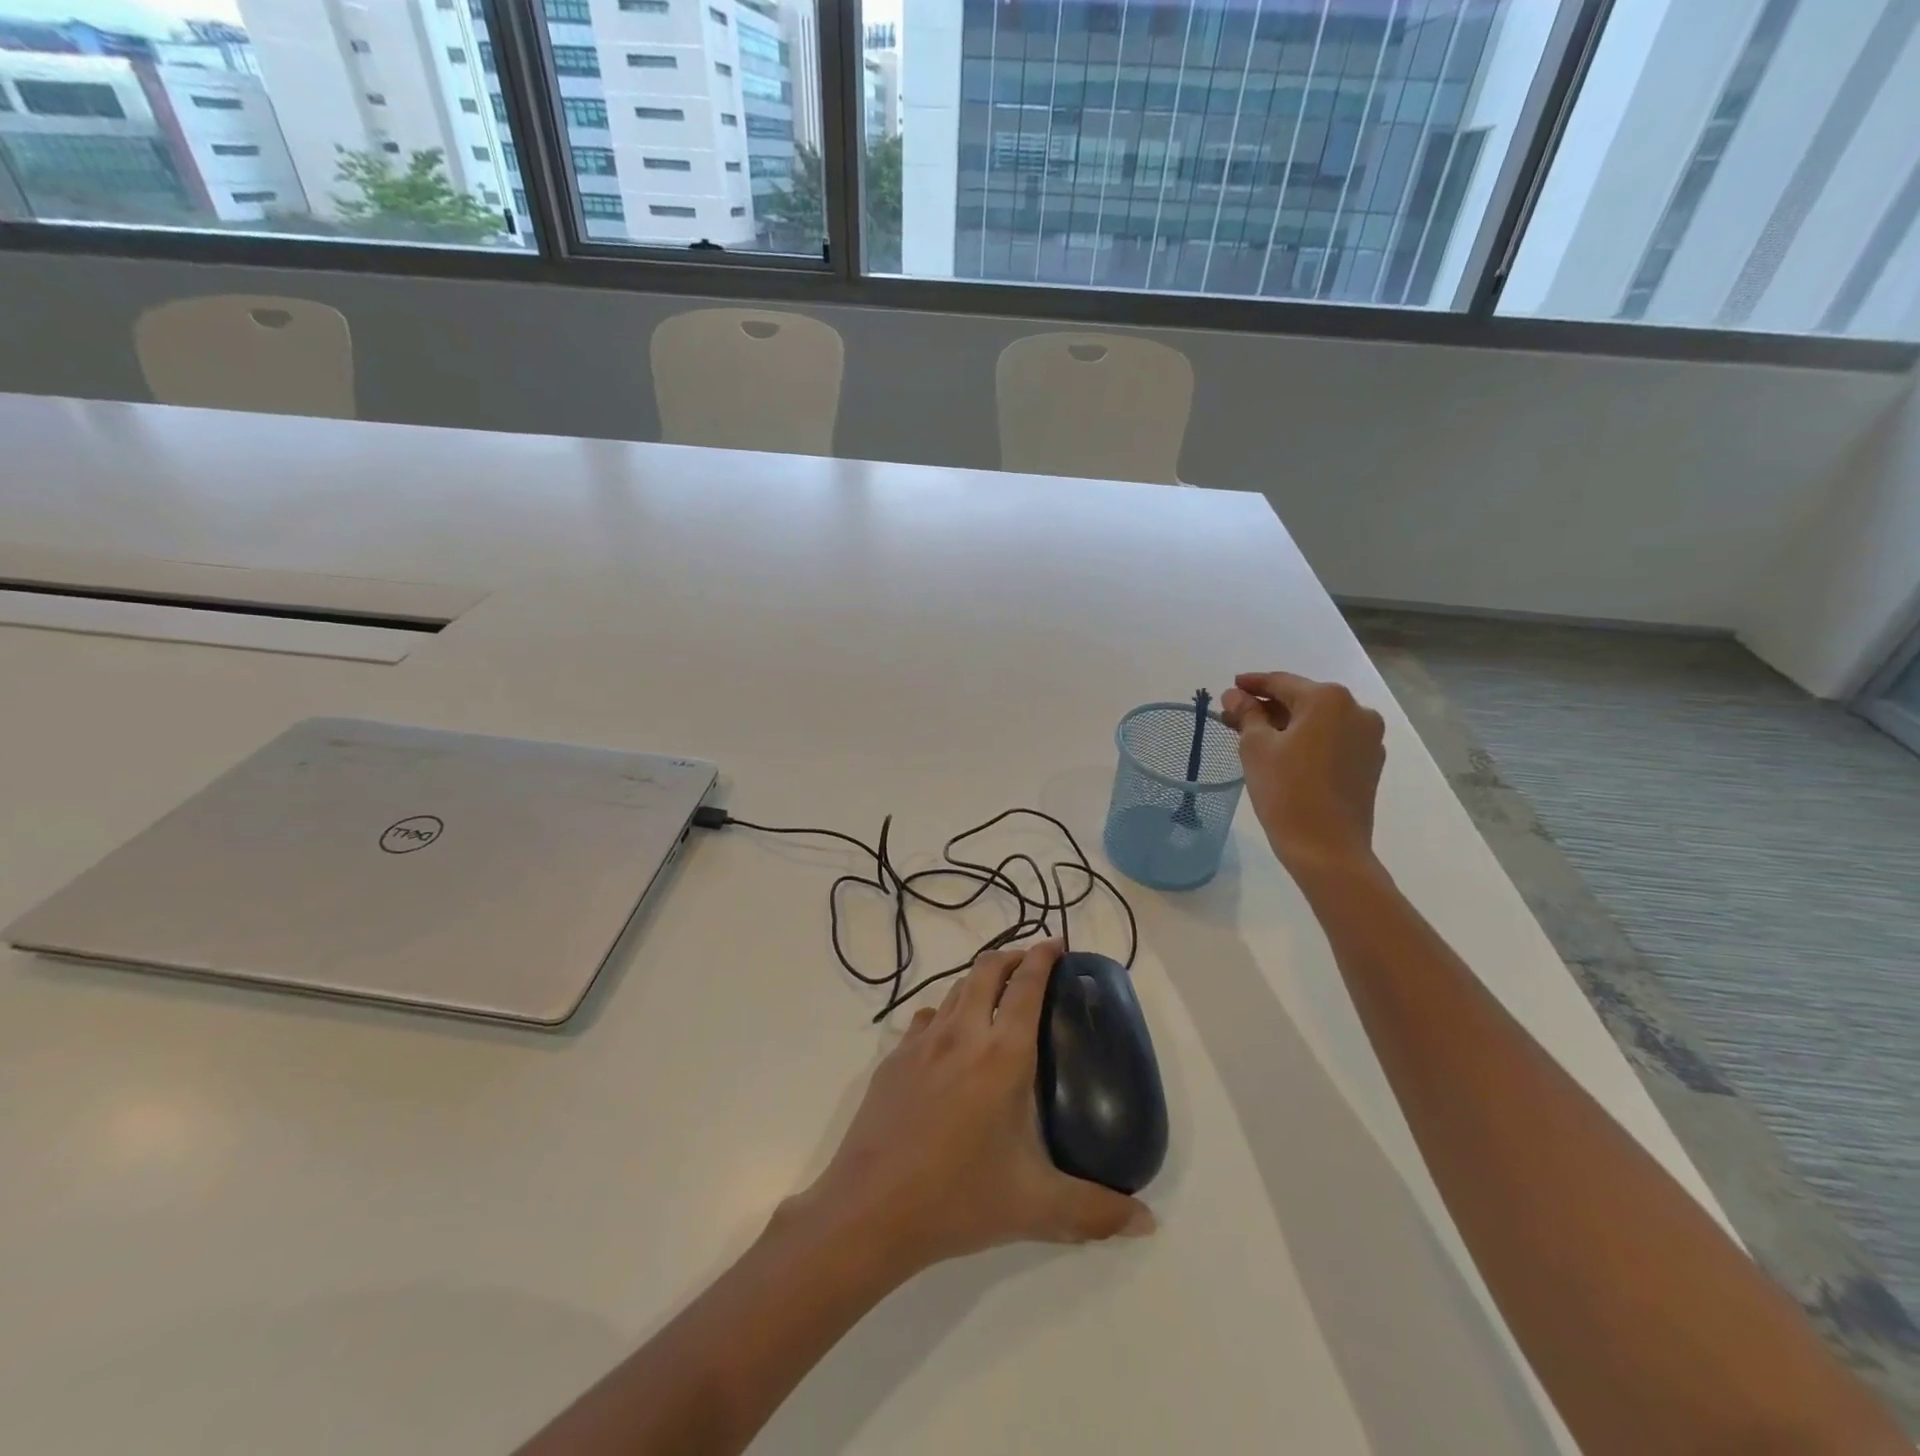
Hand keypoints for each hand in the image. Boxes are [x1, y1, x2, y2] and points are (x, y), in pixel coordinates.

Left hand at [790, 940, 1153, 1278]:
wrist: (870, 1209)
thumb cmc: (959, 1199)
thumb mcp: (1036, 1208)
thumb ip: (1096, 1211)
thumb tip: (1148, 1223)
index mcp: (1002, 1054)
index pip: (1027, 985)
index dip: (1044, 957)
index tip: (1058, 944)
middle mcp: (962, 1033)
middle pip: (988, 969)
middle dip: (1013, 956)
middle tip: (1033, 965)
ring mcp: (922, 1042)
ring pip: (956, 988)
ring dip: (980, 980)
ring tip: (997, 996)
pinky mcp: (893, 1058)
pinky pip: (928, 1018)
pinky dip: (948, 1012)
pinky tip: (951, 1038)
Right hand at [1220, 670, 1385, 874]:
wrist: (1327, 848)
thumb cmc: (1286, 790)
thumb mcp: (1256, 747)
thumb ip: (1246, 713)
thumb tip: (1236, 695)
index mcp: (1328, 699)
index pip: (1281, 682)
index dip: (1252, 684)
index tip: (1230, 688)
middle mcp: (1356, 710)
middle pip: (1302, 699)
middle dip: (1268, 706)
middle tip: (1235, 716)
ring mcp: (1368, 738)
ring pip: (1319, 721)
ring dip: (1288, 723)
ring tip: (1256, 736)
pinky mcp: (1370, 763)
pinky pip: (1332, 740)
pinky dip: (1308, 740)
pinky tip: (1285, 754)